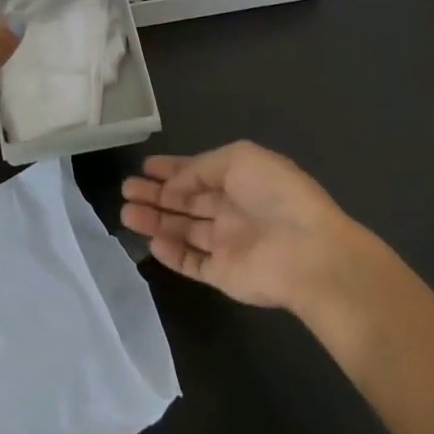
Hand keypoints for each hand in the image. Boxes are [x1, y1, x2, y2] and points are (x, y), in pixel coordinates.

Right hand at [120, 141, 370, 315]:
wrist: (308, 252)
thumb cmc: (275, 195)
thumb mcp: (238, 159)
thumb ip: (200, 168)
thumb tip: (173, 185)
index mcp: (240, 179)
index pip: (199, 172)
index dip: (172, 169)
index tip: (145, 166)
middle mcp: (232, 210)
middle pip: (186, 201)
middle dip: (156, 194)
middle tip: (126, 189)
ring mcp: (228, 244)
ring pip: (184, 231)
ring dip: (156, 221)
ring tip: (125, 213)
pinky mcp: (224, 274)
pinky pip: (192, 263)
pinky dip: (171, 253)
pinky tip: (151, 241)